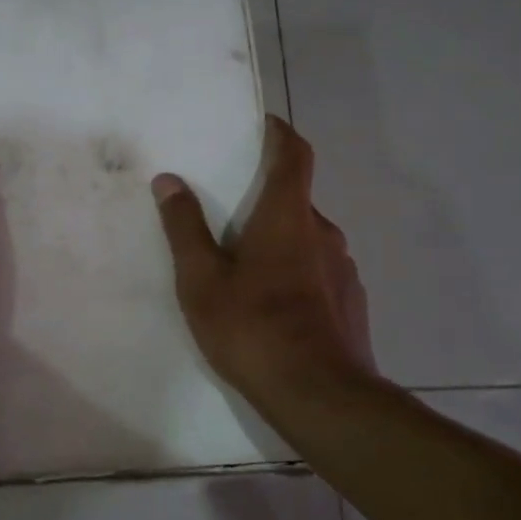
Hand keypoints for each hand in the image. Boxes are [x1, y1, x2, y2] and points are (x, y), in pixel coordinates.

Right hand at [152, 116, 372, 407]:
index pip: (294, 154)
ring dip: (282, 241)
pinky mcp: (351, 302)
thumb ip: (184, 228)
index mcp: (287, 217)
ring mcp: (344, 269)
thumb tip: (169, 181)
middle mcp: (323, 233)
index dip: (280, 133)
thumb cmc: (252, 329)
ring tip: (247, 270)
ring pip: (308, 240)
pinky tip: (275, 308)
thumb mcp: (202, 281)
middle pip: (297, 200)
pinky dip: (297, 274)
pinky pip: (320, 272)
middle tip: (231, 217)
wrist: (320, 395)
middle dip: (267, 199)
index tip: (262, 124)